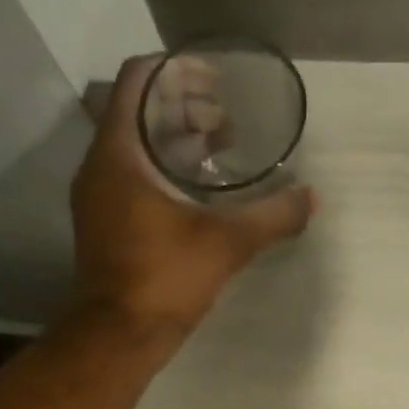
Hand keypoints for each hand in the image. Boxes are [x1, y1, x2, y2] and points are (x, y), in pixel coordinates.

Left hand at [68, 55, 316, 337]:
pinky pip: (133, 177)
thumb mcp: (226, 244)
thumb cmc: (163, 279)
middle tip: (227, 118)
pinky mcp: (105, 225)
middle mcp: (100, 166)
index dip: (176, 70)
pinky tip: (200, 193)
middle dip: (184, 107)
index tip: (214, 80)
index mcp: (120, 152)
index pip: (138, 80)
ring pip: (136, 148)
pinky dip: (164, 171)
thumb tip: (311, 198)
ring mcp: (98, 198)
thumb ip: (271, 217)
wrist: (117, 338)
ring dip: (175, 141)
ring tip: (221, 148)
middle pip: (138, 112)